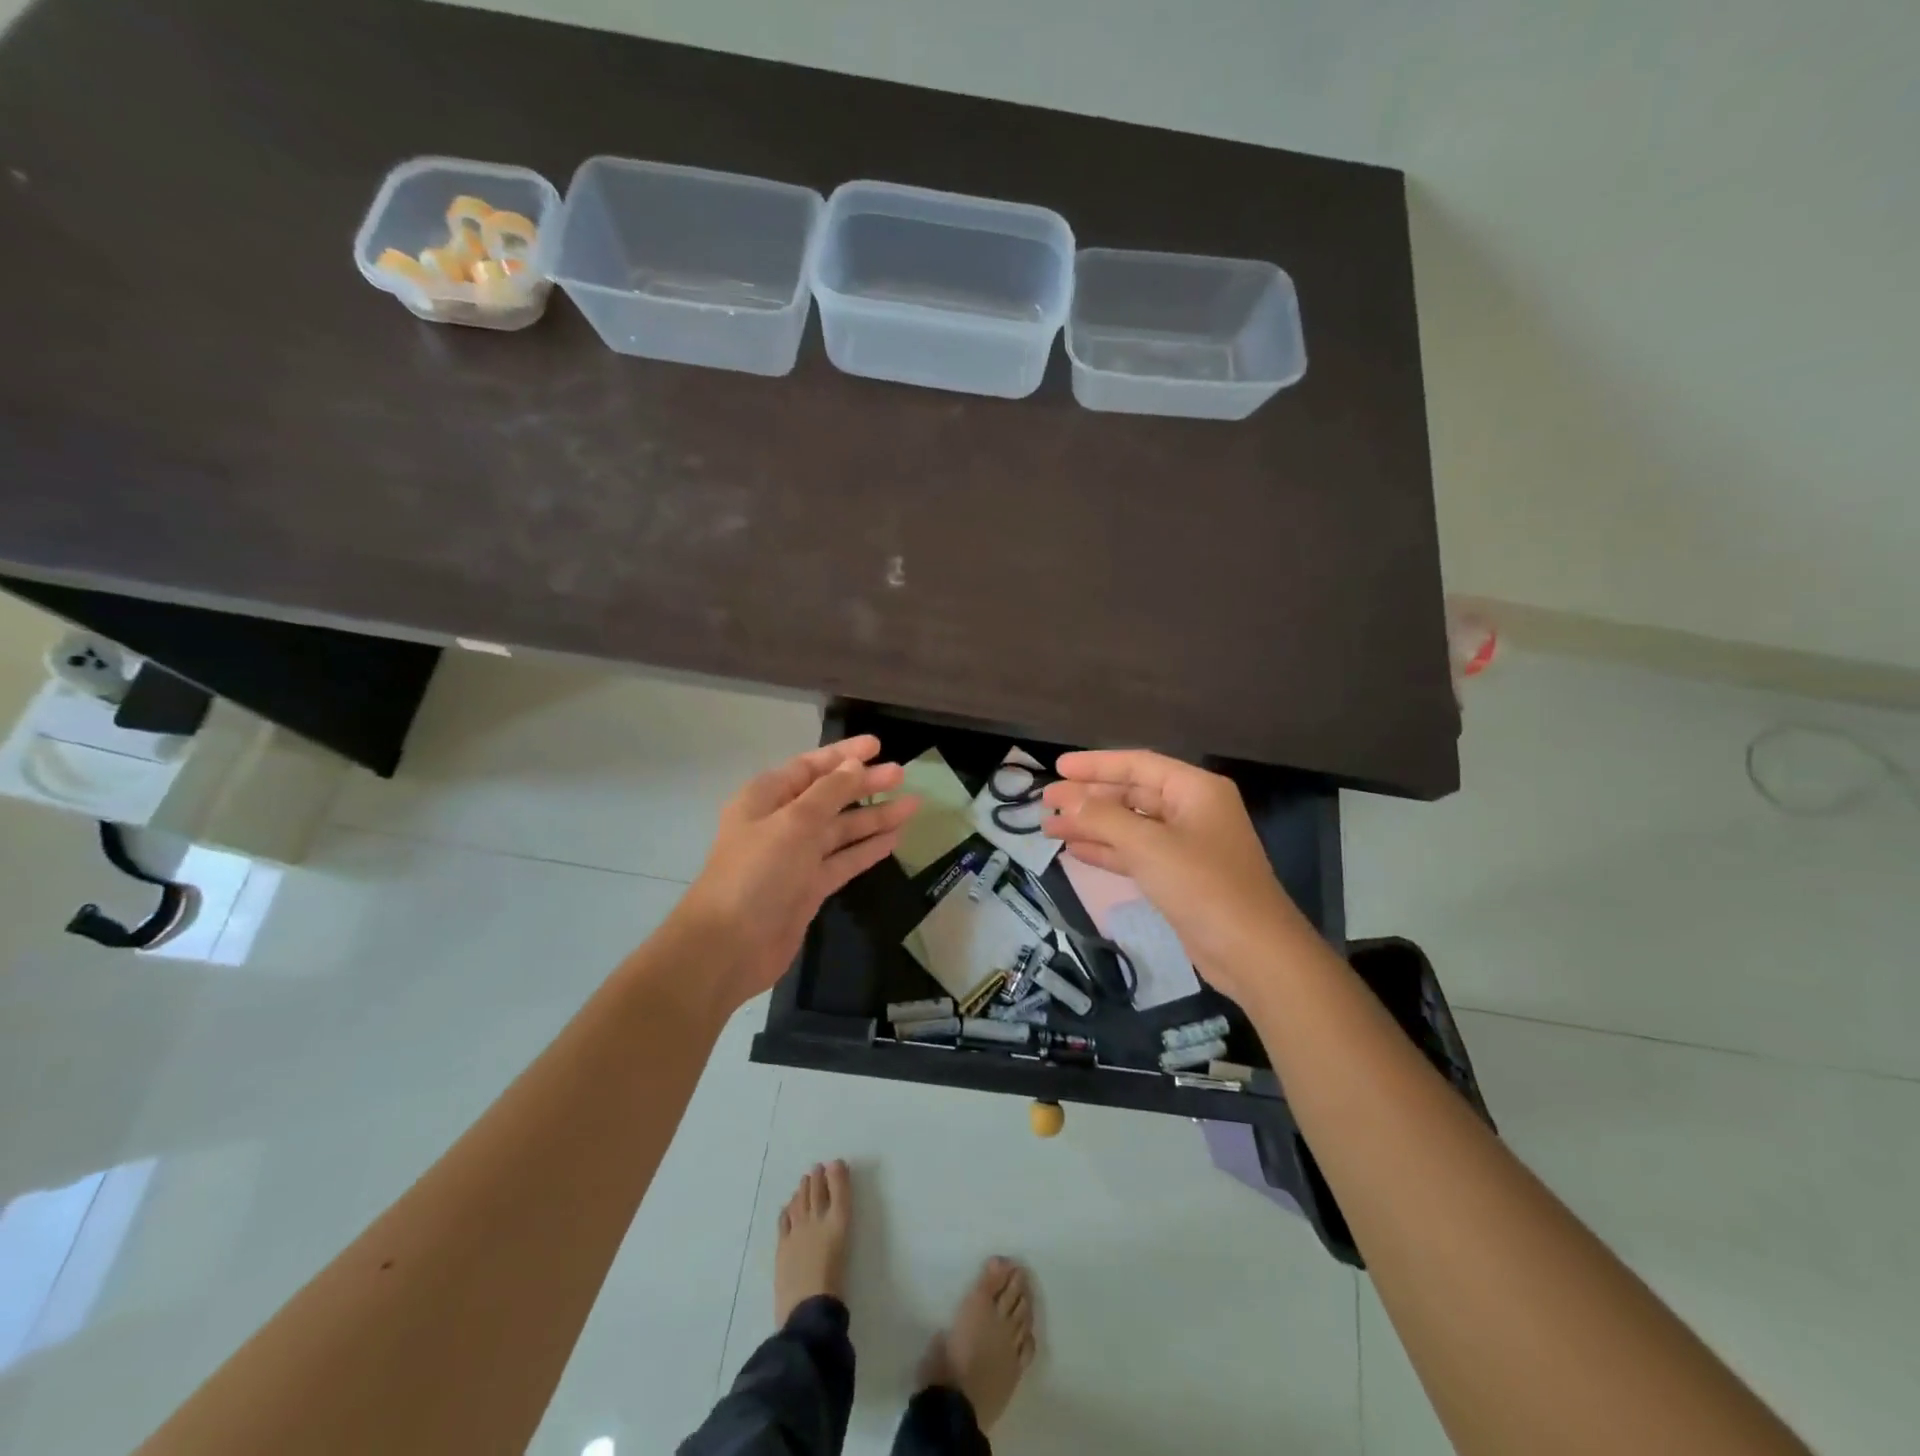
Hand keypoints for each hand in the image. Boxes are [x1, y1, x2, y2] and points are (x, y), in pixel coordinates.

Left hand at [673, 736, 917, 1011]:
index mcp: (766, 798)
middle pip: (830, 796)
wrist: (729, 946)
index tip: (878, 745)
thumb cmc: (756, 873)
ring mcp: (796, 857)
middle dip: (866, 784)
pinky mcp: (809, 887)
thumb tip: (854, 765)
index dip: (844, 754)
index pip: (811, 766)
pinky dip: (867, 848)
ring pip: (842, 829)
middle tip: (903, 774)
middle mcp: (781, 822)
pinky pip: (844, 859)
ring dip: (875, 816)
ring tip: (913, 805)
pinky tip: (894, 838)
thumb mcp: (794, 823)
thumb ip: (829, 793)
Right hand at [1041, 750, 1309, 1004]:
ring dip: (1091, 826)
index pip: (1138, 764)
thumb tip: (1065, 798)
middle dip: (1088, 798)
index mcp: (1195, 790)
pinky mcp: (1179, 876)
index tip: (1058, 768)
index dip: (1096, 764)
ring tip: (1049, 828)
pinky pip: (1136, 853)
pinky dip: (1107, 851)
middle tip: (1046, 801)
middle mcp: (1192, 810)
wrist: (1252, 952)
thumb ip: (1102, 818)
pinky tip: (1075, 851)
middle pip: (1132, 793)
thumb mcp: (1148, 846)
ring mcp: (1186, 845)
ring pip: (1129, 826)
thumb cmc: (1203, 886)